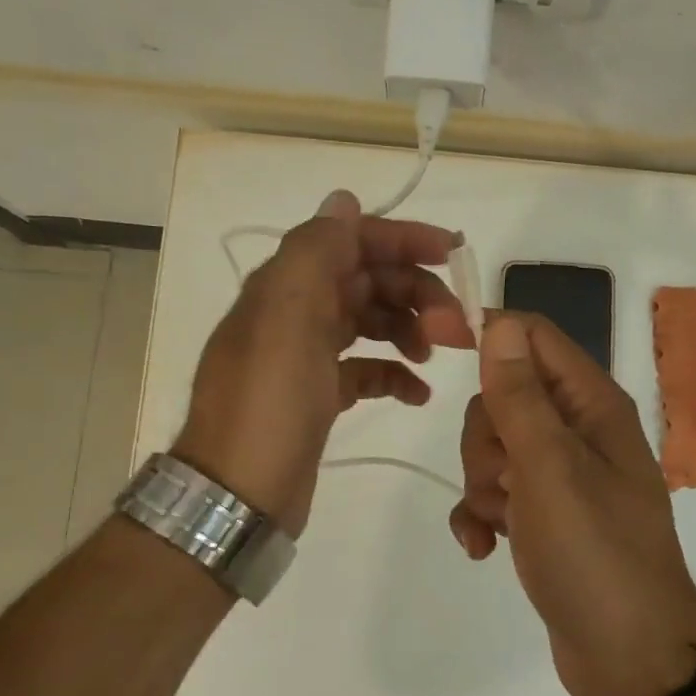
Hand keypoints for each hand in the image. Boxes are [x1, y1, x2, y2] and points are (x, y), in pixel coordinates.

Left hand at [173, 190, 471, 536]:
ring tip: (436, 357)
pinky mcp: (317, 395)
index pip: (352, 240)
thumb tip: (343, 200)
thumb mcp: (288, 319)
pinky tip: (416, 393)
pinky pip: (364, 368)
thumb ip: (314, 252)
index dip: (403, 240)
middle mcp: (295, 312)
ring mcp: (305, 355)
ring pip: (370, 322)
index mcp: (288, 285)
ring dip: (409, 329)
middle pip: (367, 281)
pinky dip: (393, 373)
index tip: (454, 255)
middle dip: (416, 293)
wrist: (238, 495)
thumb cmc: (269, 404)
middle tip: (457, 329)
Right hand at [449, 312, 695, 695]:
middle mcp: (581, 432)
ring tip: (498, 522)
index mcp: (592, 405)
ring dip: (481, 483)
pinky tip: (482, 546)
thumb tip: (499, 323)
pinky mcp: (548, 517)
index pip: (533, 337)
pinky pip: (498, 493)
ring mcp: (565, 477)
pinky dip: (483, 514)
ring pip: (496, 448)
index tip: (433, 342)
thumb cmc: (593, 552)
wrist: (629, 659)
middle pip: (506, 396)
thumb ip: (520, 395)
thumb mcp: (550, 468)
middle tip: (500, 479)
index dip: (485, 332)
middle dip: (484, 437)